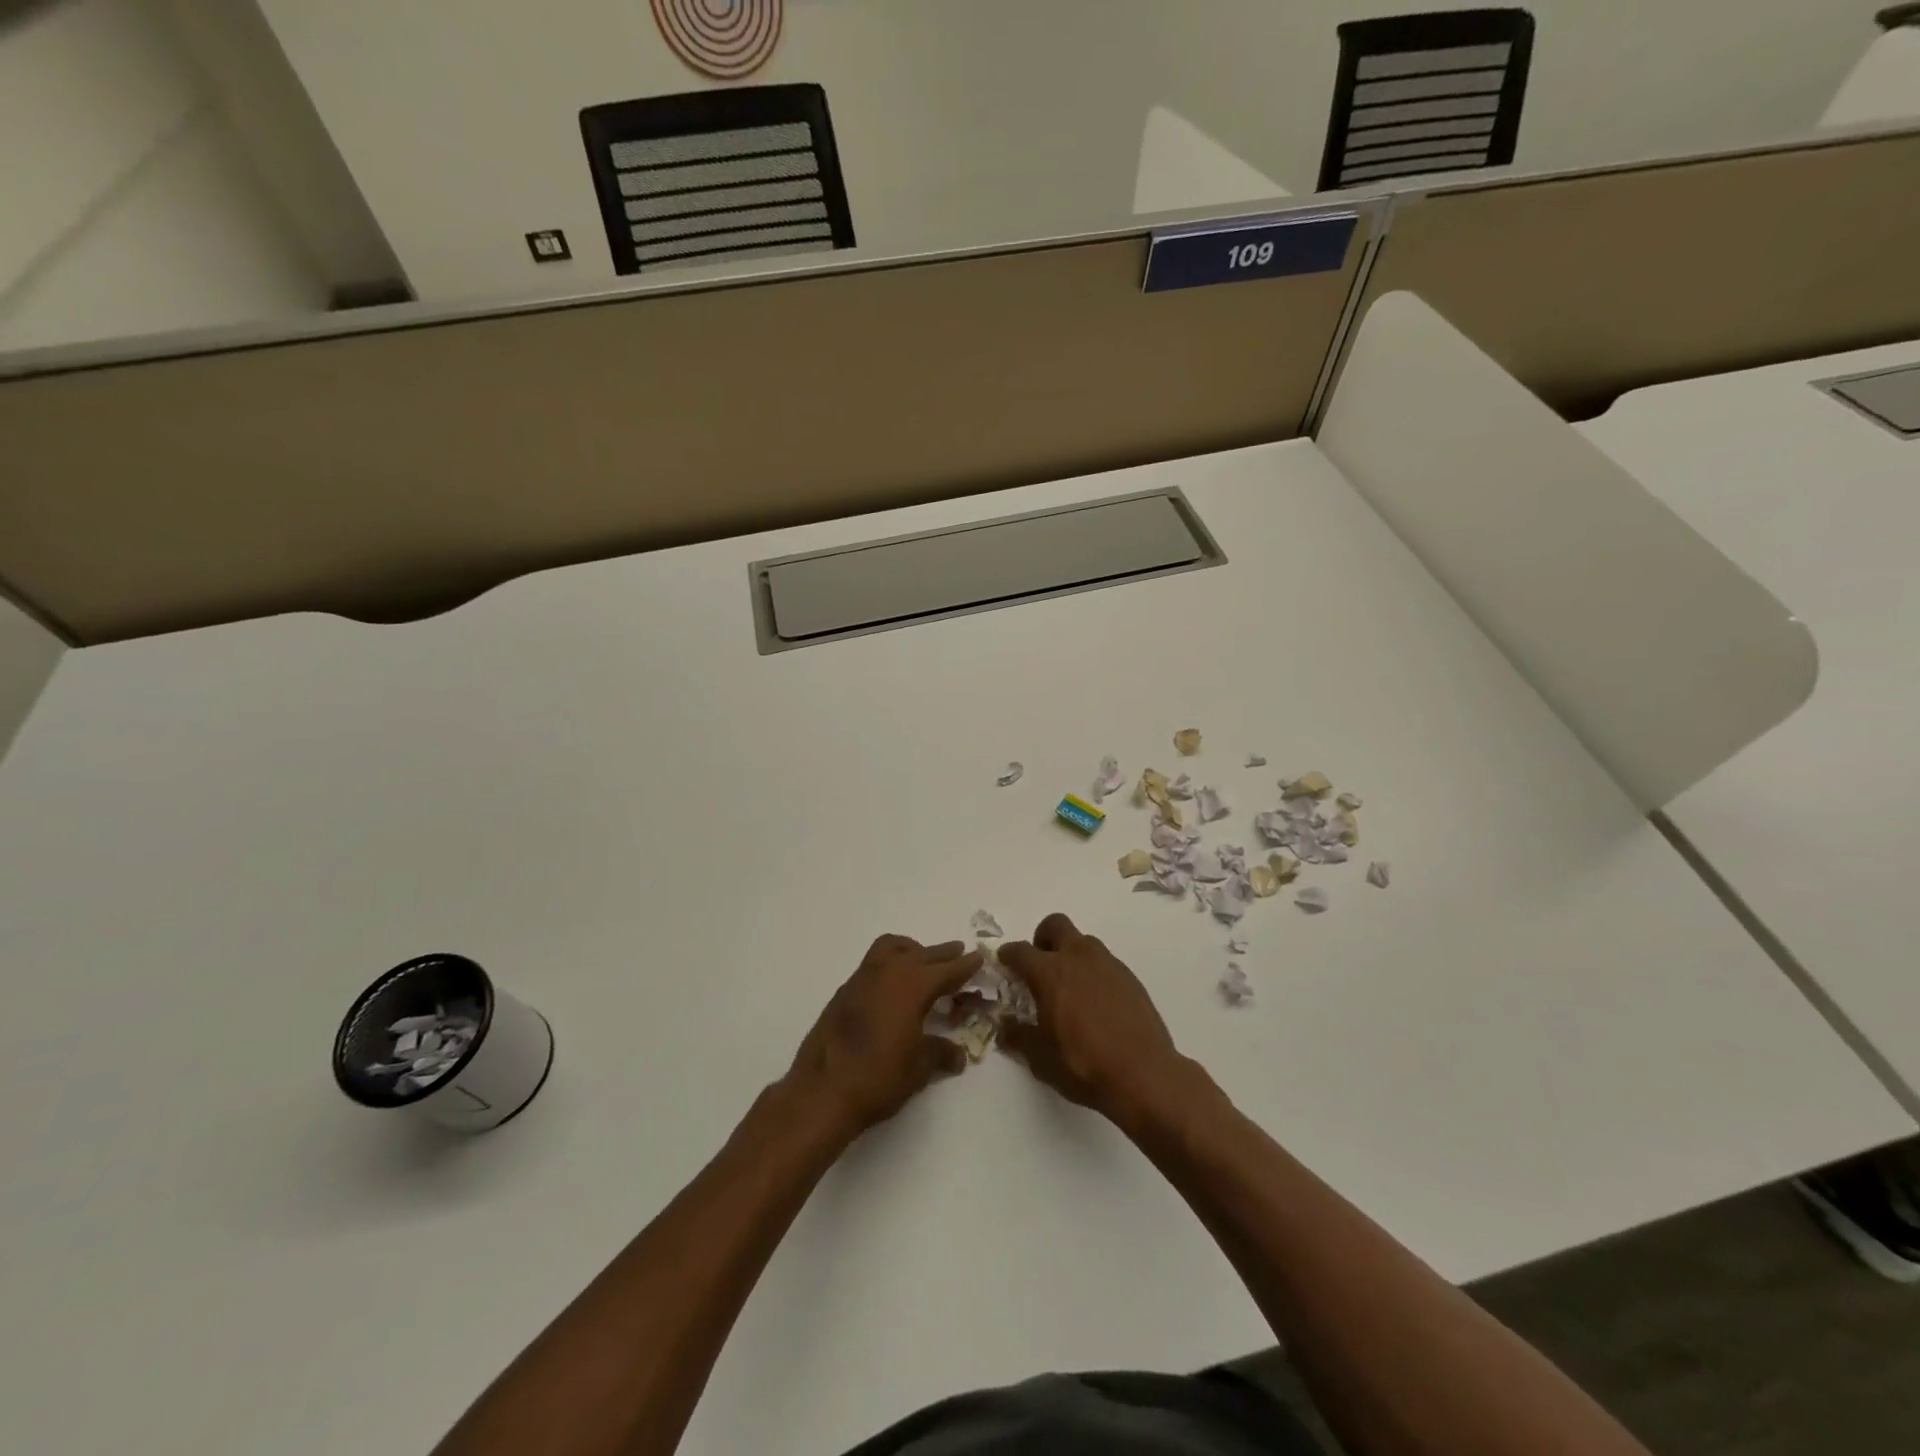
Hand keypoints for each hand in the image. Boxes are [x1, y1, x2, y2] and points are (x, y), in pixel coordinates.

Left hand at [784, 934, 982, 1136]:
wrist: (822, 1090)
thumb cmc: (878, 1077)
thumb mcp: (918, 1068)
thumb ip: (940, 1053)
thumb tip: (958, 1055)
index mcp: (912, 985)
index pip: (946, 970)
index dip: (964, 965)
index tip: (978, 957)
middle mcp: (887, 972)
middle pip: (921, 954)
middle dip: (942, 954)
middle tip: (958, 954)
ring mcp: (862, 978)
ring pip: (892, 948)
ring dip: (912, 950)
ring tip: (924, 962)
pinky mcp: (844, 991)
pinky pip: (874, 963)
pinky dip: (891, 963)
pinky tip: (894, 987)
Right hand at [998, 913, 1192, 1127]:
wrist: (1144, 1075)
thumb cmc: (1084, 1065)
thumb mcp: (1040, 1059)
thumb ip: (1018, 1036)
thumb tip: (1005, 1026)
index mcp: (1050, 972)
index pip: (1020, 951)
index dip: (1008, 955)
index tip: (1004, 963)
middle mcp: (1078, 957)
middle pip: (1055, 925)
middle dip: (1042, 938)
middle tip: (1040, 965)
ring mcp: (1107, 964)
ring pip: (1083, 942)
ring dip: (1070, 954)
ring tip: (1070, 987)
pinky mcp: (1129, 976)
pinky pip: (1104, 962)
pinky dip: (1093, 972)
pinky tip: (1096, 1003)